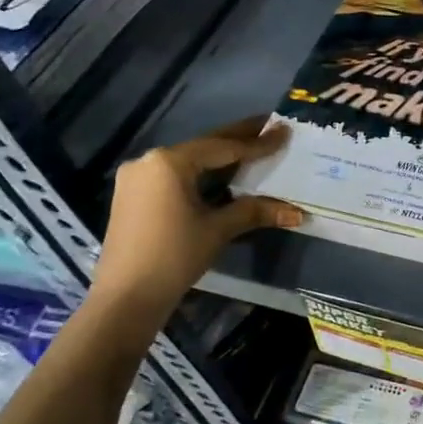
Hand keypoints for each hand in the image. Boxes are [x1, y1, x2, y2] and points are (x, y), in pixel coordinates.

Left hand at [92, 118, 302, 312]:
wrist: (125, 297)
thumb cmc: (174, 256)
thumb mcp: (218, 230)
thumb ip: (255, 211)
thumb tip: (297, 212)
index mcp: (170, 162)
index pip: (223, 147)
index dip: (257, 142)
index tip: (284, 130)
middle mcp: (149, 161)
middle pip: (204, 147)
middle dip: (238, 138)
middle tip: (269, 126)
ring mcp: (137, 178)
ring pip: (189, 161)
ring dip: (220, 157)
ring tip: (252, 148)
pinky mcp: (133, 195)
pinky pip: (175, 175)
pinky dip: (201, 173)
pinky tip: (222, 175)